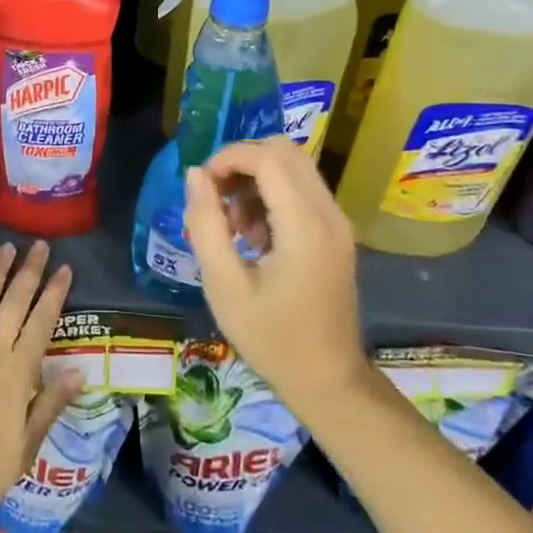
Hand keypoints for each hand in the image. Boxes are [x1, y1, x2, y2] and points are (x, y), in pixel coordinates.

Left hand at [0, 241, 79, 521]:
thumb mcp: (26, 446)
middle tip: (40, 245)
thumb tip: (79, 370)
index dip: (54, 293)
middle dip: (29, 271)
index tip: (65, 268)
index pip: (42, 322)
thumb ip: (50, 404)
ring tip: (6, 247)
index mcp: (18, 372)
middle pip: (14, 302)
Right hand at [184, 136, 369, 406]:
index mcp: (304, 225)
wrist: (328, 380)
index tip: (202, 186)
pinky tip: (254, 236)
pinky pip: (302, 189)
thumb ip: (206, 224)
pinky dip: (273, 195)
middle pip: (284, 151)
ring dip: (257, 179)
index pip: (267, 158)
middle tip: (216, 198)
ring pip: (294, 167)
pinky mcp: (337, 232)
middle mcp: (328, 212)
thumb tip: (195, 174)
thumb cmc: (271, 337)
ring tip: (233, 225)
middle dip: (242, 163)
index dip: (228, 158)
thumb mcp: (224, 285)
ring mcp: (337, 222)